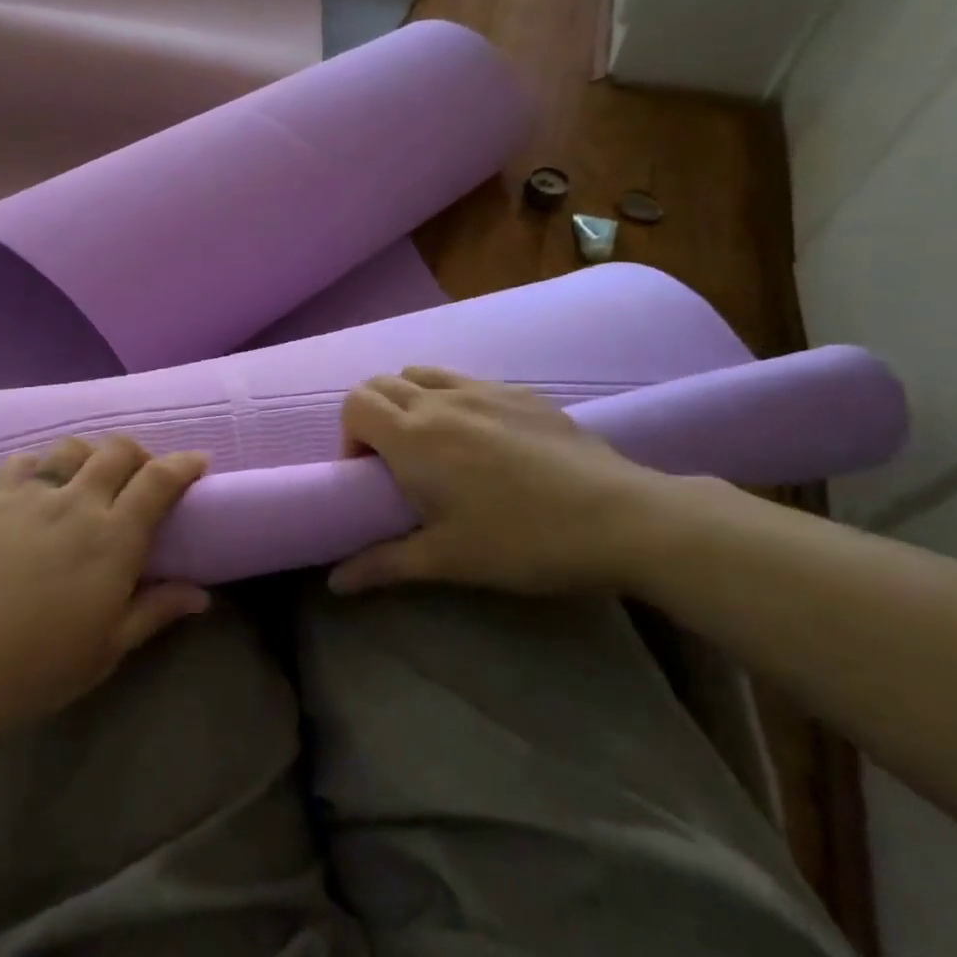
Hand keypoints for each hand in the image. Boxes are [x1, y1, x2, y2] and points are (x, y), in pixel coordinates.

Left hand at [0, 435, 210, 755]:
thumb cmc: (29, 671)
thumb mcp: (104, 651)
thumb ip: (154, 611)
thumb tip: (200, 594)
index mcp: (112, 539)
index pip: (159, 481)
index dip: (184, 465)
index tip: (198, 462)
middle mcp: (76, 502)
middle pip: (118, 450)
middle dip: (141, 454)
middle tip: (145, 477)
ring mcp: (28, 495)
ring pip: (72, 448)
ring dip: (93, 455)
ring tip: (92, 480)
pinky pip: (24, 461)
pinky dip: (42, 464)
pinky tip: (39, 486)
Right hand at [329, 367, 675, 596]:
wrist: (621, 518)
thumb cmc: (523, 541)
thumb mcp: (448, 560)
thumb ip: (383, 564)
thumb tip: (335, 582)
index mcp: (413, 436)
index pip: (354, 404)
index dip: (350, 437)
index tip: (370, 475)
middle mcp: (440, 400)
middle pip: (380, 383)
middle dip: (372, 417)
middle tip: (395, 464)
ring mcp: (484, 389)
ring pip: (422, 373)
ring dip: (409, 400)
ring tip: (433, 444)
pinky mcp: (521, 391)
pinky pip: (465, 380)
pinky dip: (451, 398)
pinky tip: (484, 440)